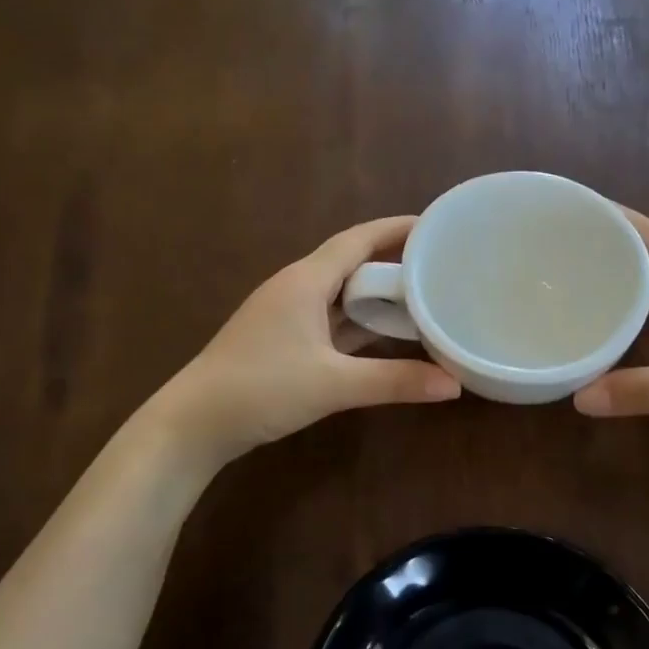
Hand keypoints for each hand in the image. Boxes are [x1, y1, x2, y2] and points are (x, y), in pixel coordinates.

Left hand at [149, 217, 460, 469]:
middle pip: (352, 262)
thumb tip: (454, 385)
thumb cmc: (262, 389)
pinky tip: (384, 335)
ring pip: (340, 293)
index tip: (436, 225)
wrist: (194, 423)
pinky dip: (359, 322)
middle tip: (439, 265)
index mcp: (306, 281)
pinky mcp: (282, 339)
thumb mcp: (334, 384)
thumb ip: (395, 381)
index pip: (358, 239)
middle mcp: (296, 287)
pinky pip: (330, 318)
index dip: (396, 228)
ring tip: (421, 297)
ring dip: (376, 295)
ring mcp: (286, 313)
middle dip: (393, 261)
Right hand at [572, 210, 648, 479]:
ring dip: (606, 299)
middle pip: (640, 270)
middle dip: (599, 257)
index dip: (615, 219)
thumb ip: (647, 390)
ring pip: (641, 309)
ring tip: (556, 293)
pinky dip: (618, 342)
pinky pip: (646, 346)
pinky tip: (590, 348)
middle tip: (545, 255)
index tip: (570, 208)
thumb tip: (578, 396)